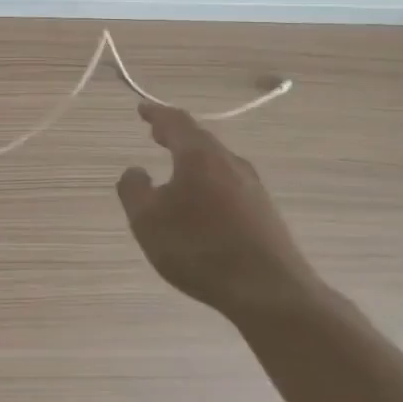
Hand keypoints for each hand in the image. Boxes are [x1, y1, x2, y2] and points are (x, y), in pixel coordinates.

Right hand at [115, 103, 326, 322]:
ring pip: (217, 161)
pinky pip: (229, 182)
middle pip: (200, 139)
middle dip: (176, 134)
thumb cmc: (198, 248)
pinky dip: (208, 178)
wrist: (268, 291)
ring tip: (175, 163)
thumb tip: (135, 171)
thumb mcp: (147, 220)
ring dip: (193, 157)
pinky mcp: (264, 212)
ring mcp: (252, 187)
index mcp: (199, 157)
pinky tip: (202, 198)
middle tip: (156, 132)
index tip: (142, 110)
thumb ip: (134, 190)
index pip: (176, 123)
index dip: (157, 114)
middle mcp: (229, 163)